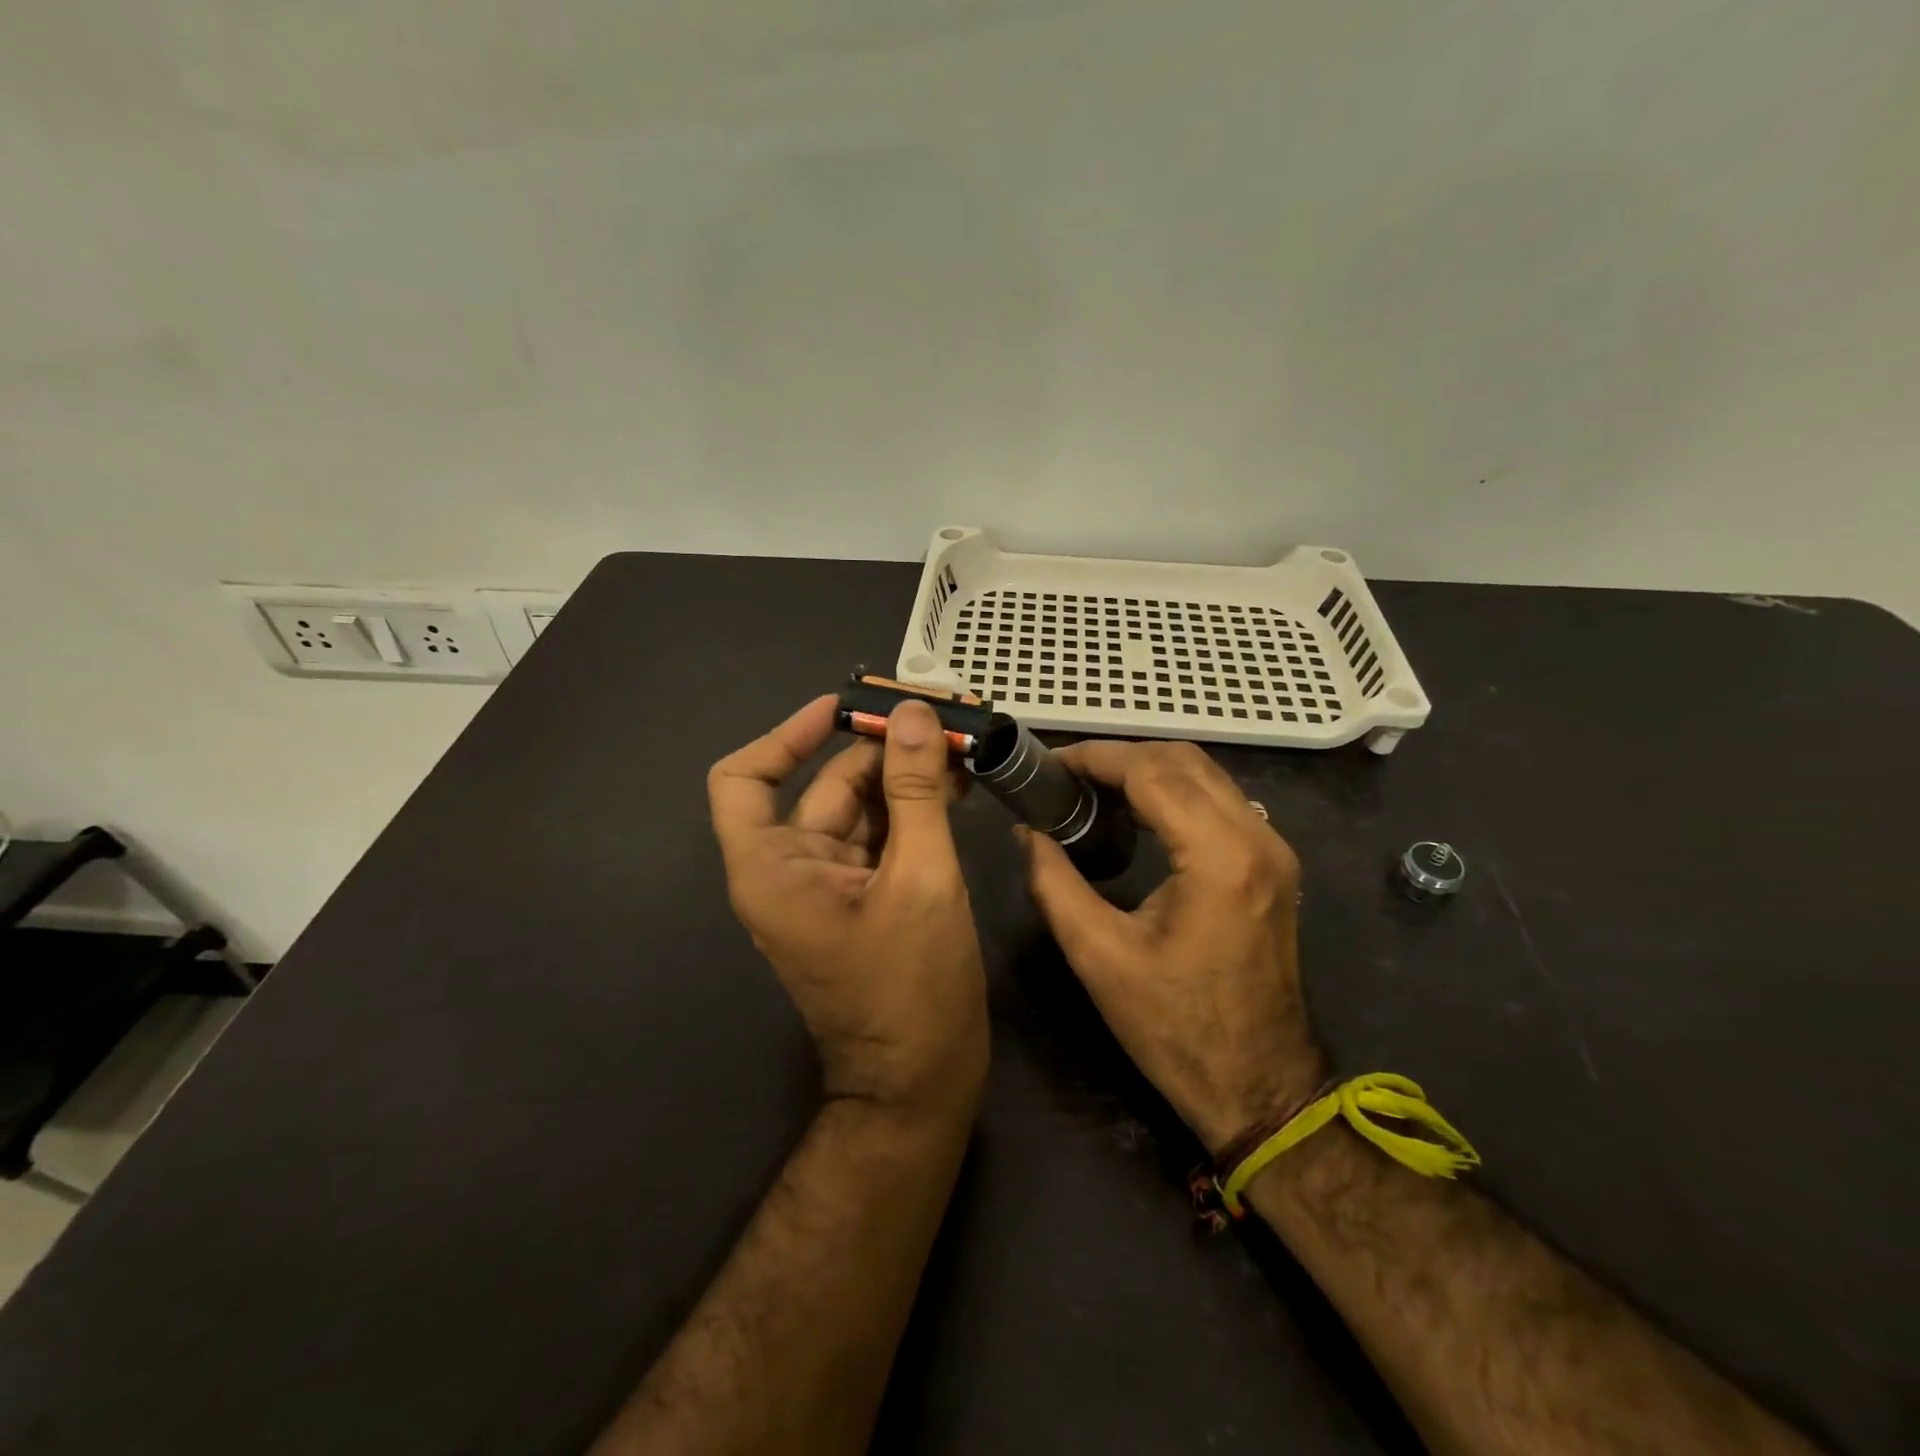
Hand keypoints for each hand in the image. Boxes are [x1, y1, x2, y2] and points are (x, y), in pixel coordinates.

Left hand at [709, 696, 987, 1116]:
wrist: (921, 1082)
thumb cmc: (912, 987)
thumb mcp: (921, 879)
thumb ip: (915, 792)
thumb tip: (914, 715)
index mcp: (773, 868)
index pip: (744, 779)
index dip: (787, 735)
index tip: (843, 708)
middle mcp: (791, 869)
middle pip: (823, 785)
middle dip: (881, 748)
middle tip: (938, 715)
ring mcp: (830, 884)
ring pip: (861, 808)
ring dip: (906, 775)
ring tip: (960, 743)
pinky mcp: (864, 897)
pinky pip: (882, 836)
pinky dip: (914, 809)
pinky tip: (956, 785)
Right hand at [1021, 740, 1323, 1153]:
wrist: (1259, 1087)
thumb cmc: (1174, 1028)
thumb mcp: (1099, 955)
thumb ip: (1054, 882)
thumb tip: (1027, 832)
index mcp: (1219, 856)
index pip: (1151, 772)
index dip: (1095, 758)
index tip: (1050, 765)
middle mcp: (1258, 837)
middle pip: (1182, 760)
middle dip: (1119, 757)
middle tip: (1066, 777)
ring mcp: (1274, 849)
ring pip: (1205, 775)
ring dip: (1147, 770)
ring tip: (1092, 790)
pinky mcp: (1272, 865)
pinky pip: (1220, 802)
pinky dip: (1173, 792)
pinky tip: (1135, 813)